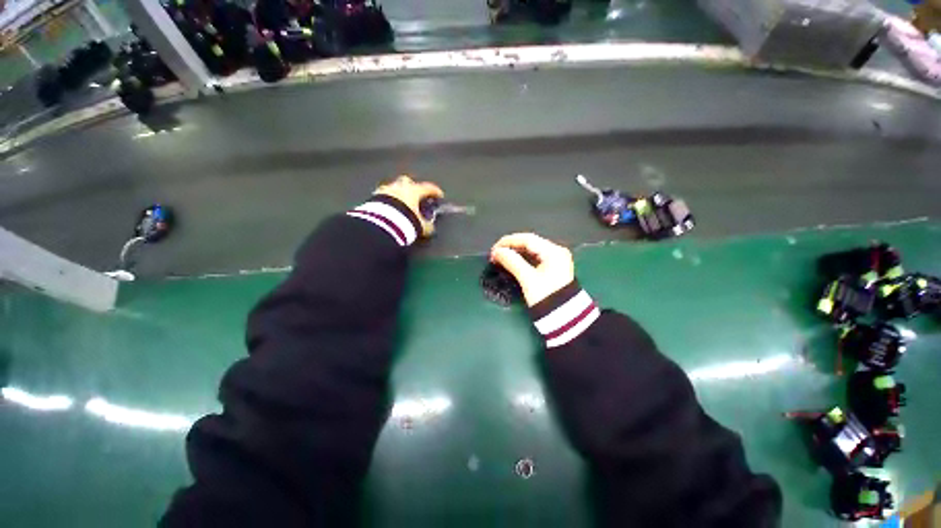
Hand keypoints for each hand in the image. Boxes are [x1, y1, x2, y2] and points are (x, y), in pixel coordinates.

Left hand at [374, 175, 443, 236]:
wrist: (381, 223)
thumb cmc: (404, 220)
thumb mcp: (420, 226)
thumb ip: (427, 226)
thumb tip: (431, 228)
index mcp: (413, 191)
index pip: (427, 188)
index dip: (435, 191)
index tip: (439, 195)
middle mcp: (400, 187)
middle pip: (408, 181)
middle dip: (412, 186)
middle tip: (416, 195)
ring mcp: (386, 190)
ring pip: (394, 186)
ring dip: (398, 193)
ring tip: (400, 202)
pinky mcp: (374, 196)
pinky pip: (383, 195)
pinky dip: (387, 199)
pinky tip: (388, 206)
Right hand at [490, 233, 574, 305]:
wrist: (565, 319)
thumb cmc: (546, 297)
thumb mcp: (528, 279)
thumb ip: (512, 262)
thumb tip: (497, 252)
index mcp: (553, 251)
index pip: (528, 239)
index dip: (509, 241)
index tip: (494, 249)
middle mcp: (557, 252)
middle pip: (530, 243)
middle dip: (511, 247)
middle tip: (495, 254)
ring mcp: (556, 260)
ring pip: (531, 250)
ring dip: (515, 253)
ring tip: (500, 258)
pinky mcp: (553, 268)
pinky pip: (535, 258)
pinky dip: (522, 259)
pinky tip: (512, 262)